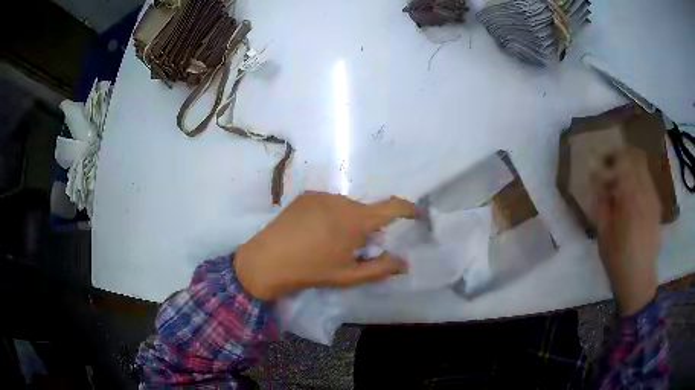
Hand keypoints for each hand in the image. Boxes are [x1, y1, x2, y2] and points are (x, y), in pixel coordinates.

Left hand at [235, 193, 417, 300]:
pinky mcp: (306, 195)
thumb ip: (380, 269)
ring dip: (349, 221)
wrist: (266, 261)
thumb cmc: (311, 270)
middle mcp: (341, 200)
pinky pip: (329, 203)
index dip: (408, 209)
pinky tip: (315, 232)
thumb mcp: (348, 275)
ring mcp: (321, 195)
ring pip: (347, 207)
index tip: (418, 213)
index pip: (391, 207)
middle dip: (369, 226)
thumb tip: (405, 264)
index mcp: (355, 219)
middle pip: (366, 210)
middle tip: (357, 248)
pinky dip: (331, 215)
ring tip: (331, 242)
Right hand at [595, 148, 660, 315]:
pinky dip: (637, 180)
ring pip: (642, 168)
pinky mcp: (656, 207)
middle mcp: (645, 192)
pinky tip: (630, 196)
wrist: (639, 280)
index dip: (610, 156)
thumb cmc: (618, 259)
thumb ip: (602, 202)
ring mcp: (653, 198)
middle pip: (635, 158)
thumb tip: (597, 180)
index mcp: (631, 197)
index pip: (623, 160)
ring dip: (629, 169)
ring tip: (619, 183)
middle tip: (609, 168)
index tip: (599, 163)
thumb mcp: (603, 233)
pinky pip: (647, 182)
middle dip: (620, 158)